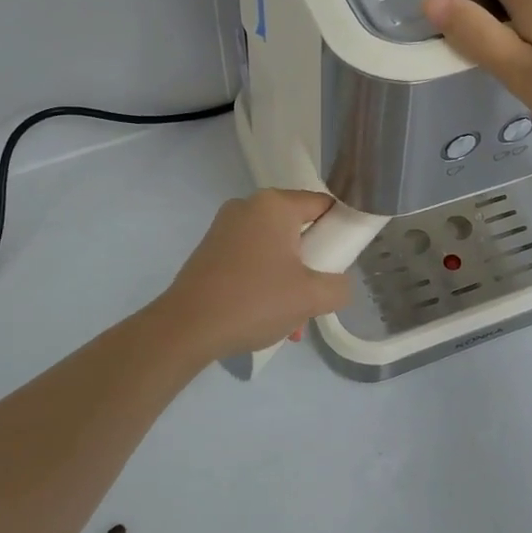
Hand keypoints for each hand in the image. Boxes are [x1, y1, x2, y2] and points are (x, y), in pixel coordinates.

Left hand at [157, 190, 355, 359]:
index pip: (323, 205)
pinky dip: (264, 283)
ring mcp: (225, 228)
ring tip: (291, 321)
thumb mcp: (311, 297)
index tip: (345, 260)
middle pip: (298, 229)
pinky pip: (251, 260)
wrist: (186, 327)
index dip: (341, 230)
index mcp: (274, 204)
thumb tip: (337, 284)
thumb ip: (339, 286)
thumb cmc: (254, 301)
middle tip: (315, 297)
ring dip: (289, 281)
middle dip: (311, 265)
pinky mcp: (210, 250)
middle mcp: (248, 206)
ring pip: (274, 249)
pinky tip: (266, 319)